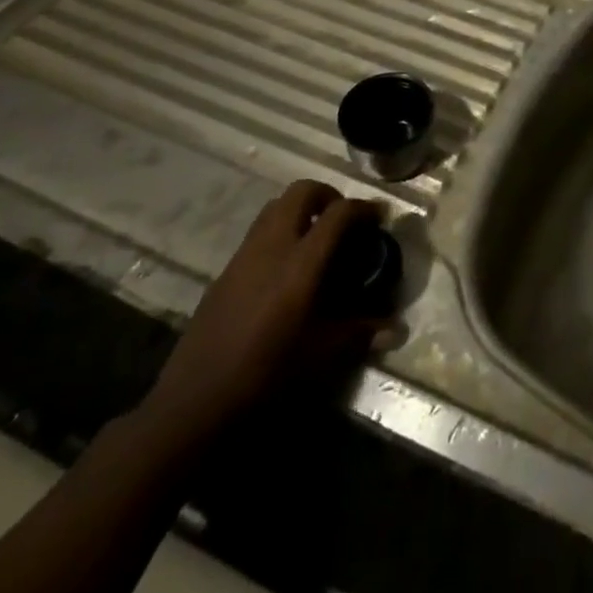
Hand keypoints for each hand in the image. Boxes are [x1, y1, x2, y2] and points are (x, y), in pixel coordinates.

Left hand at [139, 181, 384, 446]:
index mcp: (301, 261)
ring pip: (275, 207)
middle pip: (302, 192)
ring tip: (314, 237)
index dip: (363, 207)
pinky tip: (284, 268)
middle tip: (342, 218)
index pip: (338, 213)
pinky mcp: (225, 271)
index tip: (379, 215)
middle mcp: (273, 246)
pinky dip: (278, 232)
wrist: (195, 400)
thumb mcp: (321, 354)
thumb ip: (360, 333)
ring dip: (299, 209)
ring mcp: (244, 254)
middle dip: (327, 195)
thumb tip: (396, 329)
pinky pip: (257, 232)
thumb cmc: (266, 372)